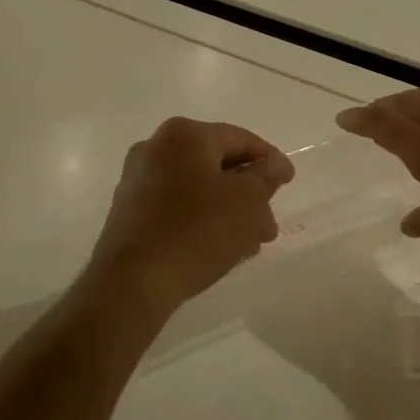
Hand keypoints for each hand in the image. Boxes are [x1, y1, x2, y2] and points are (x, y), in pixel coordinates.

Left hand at [84, 117, 293, 317]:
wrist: (131, 284)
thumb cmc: (196, 231)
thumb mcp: (246, 202)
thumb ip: (265, 177)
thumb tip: (274, 163)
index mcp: (184, 135)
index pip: (240, 139)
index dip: (270, 160)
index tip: (290, 182)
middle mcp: (156, 147)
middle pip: (218, 164)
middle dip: (249, 193)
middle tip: (269, 222)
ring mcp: (138, 179)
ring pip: (199, 187)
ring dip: (229, 209)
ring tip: (250, 242)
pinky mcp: (129, 210)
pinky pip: (178, 205)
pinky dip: (202, 218)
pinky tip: (220, 246)